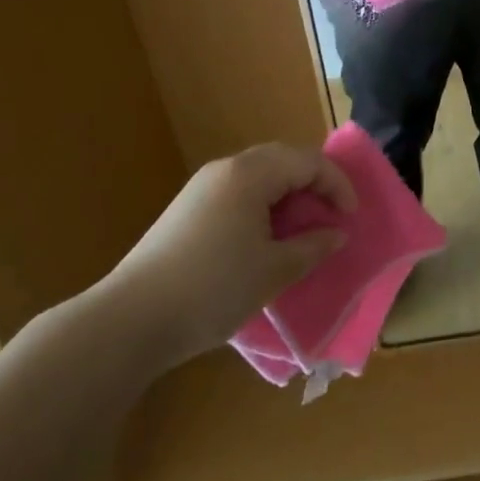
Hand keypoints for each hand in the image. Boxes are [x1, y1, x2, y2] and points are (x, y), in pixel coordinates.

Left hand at [101, 144, 354, 372]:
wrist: (129, 321)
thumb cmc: (212, 289)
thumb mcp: (273, 271)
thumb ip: (312, 247)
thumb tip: (336, 234)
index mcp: (251, 174)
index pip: (308, 161)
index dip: (337, 185)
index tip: (350, 218)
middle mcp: (226, 169)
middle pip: (283, 159)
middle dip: (313, 182)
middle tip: (331, 214)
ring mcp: (201, 188)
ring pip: (259, 174)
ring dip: (287, 194)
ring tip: (302, 227)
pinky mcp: (186, 209)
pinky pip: (238, 191)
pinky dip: (263, 204)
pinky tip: (263, 238)